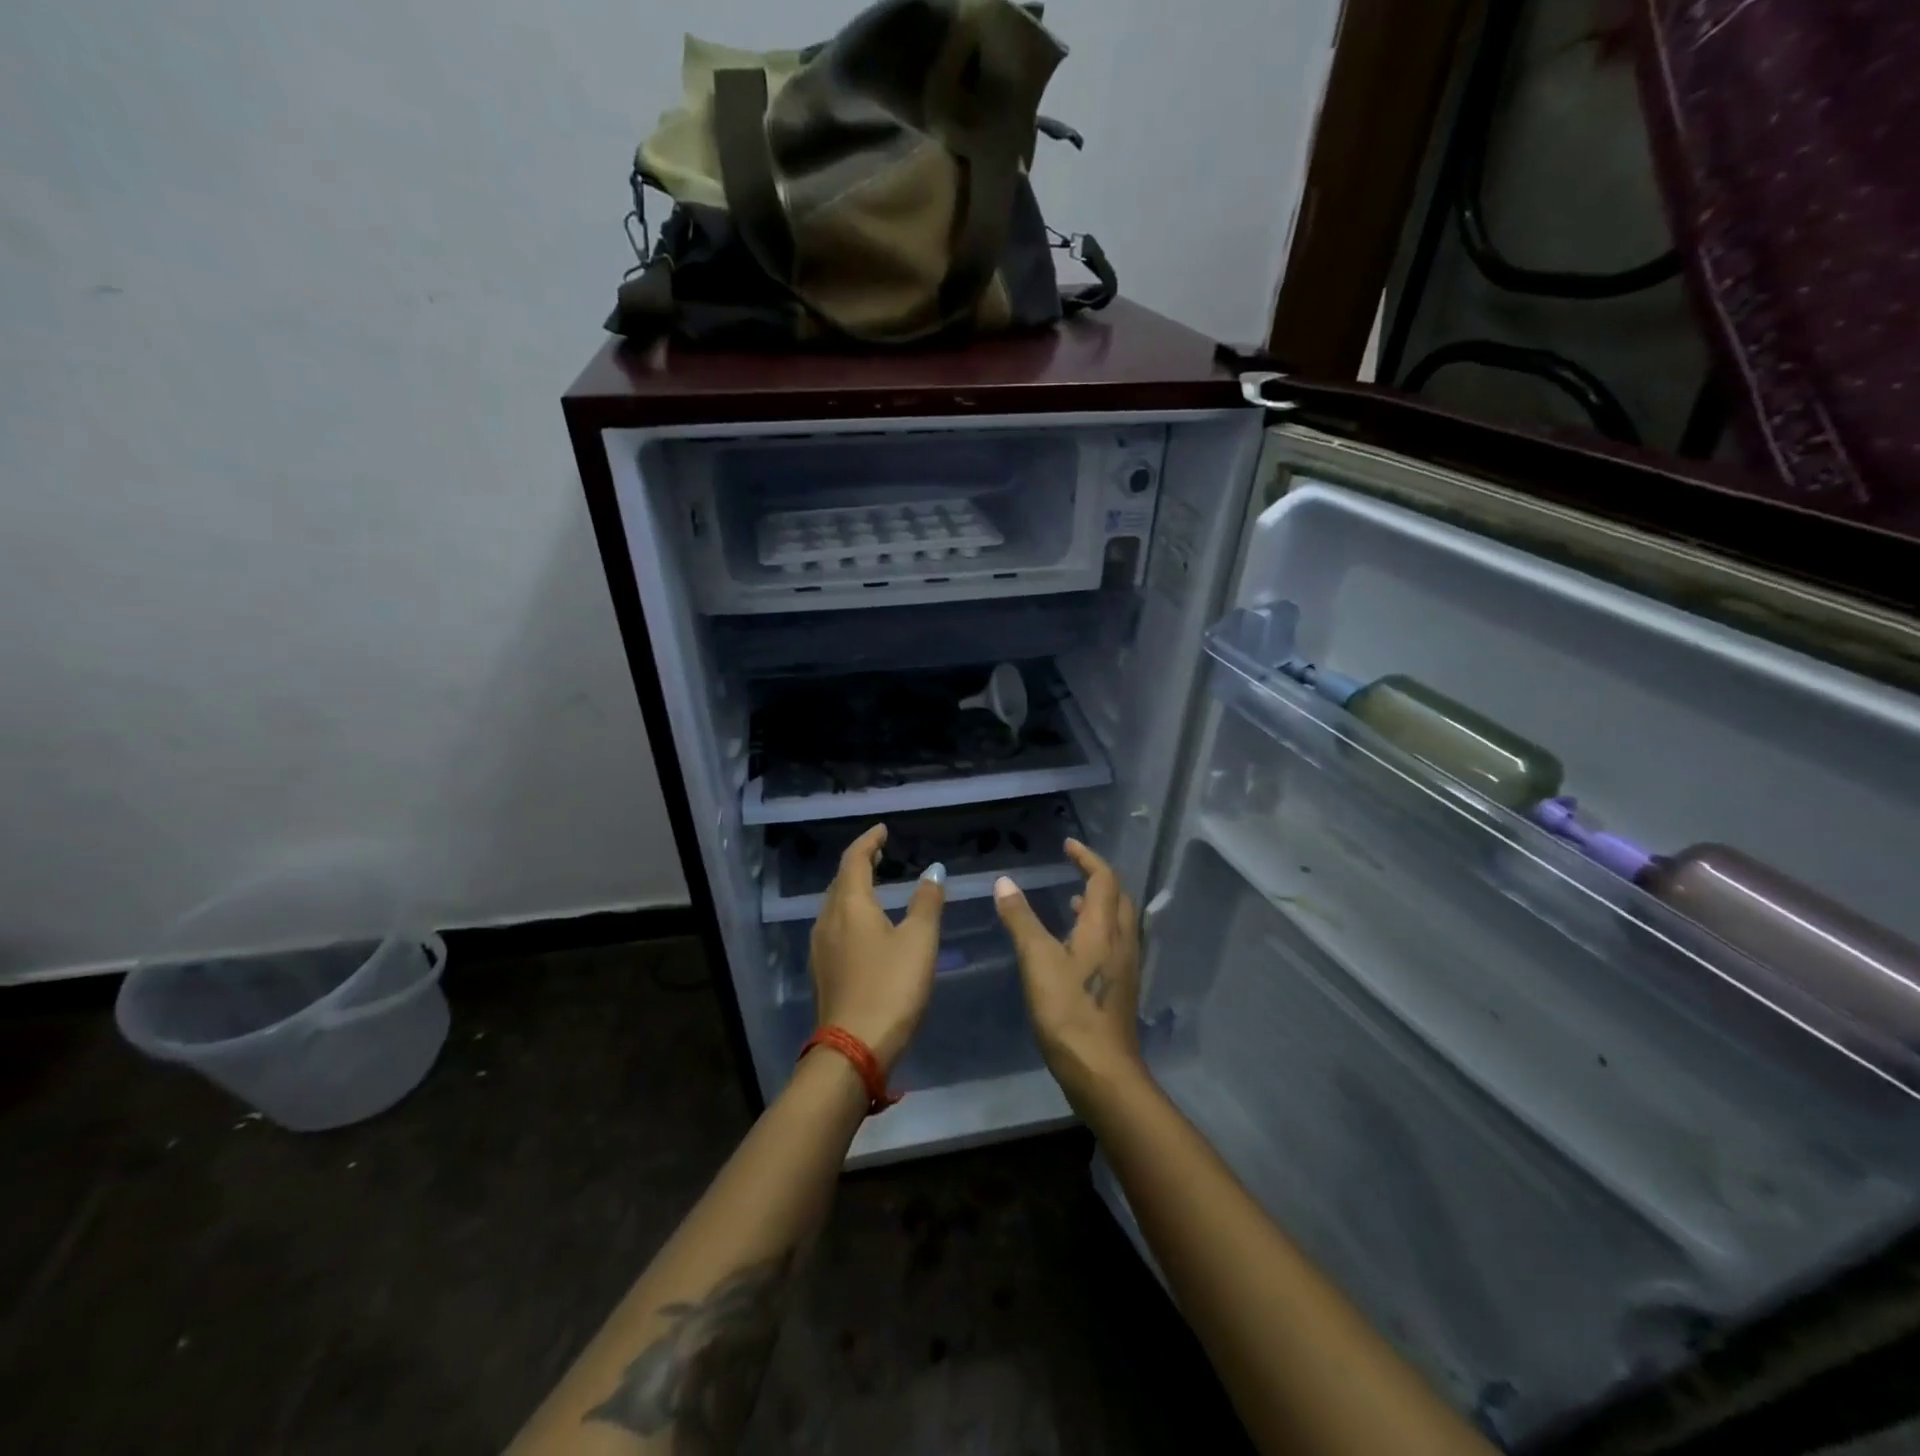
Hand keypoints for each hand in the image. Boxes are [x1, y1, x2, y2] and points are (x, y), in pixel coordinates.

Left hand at [809, 824, 945, 1073]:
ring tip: (875, 883)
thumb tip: (934, 870)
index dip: (869, 841)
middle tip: (881, 853)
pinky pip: (835, 926)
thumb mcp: (919, 941)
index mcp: (850, 905)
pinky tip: (865, 925)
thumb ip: (927, 902)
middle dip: (860, 862)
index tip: (883, 829)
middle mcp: (828, 920)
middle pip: (840, 880)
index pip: (854, 859)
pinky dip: (850, 911)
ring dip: (854, 887)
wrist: (852, 1049)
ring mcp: (820, 947)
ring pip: (835, 904)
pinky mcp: (823, 971)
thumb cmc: (891, 988)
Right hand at [994, 839, 1141, 1104]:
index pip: (1103, 878)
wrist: (1102, 1071)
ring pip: (1116, 922)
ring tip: (1070, 901)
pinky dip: (1095, 930)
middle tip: (1073, 868)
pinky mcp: (1120, 988)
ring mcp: (1124, 967)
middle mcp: (1121, 941)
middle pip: (1117, 897)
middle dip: (1097, 877)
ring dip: (1097, 904)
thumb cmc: (1068, 1011)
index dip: (1087, 857)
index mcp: (1104, 927)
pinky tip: (1073, 947)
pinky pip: (1112, 943)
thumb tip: (1005, 882)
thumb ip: (1020, 919)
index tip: (1068, 845)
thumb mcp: (1037, 960)